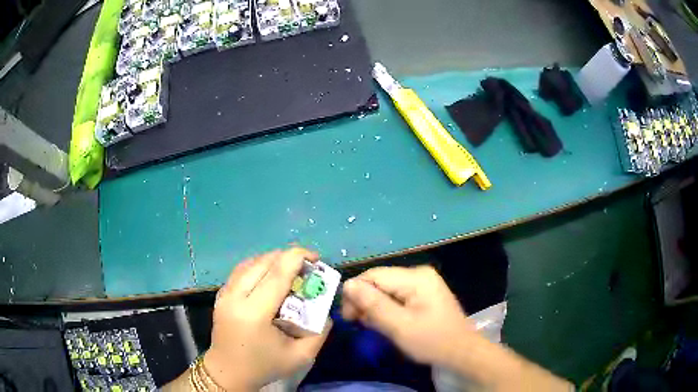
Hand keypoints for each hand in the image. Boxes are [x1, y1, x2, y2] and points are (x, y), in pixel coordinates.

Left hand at [203, 248, 330, 390]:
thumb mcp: (301, 357)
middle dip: (288, 257)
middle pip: (263, 262)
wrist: (228, 372)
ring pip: (250, 263)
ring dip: (273, 260)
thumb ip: (320, 332)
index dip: (297, 258)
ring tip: (290, 268)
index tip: (316, 257)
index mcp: (254, 313)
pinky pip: (241, 270)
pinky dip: (258, 266)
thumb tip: (325, 310)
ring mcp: (224, 294)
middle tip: (306, 266)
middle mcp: (235, 297)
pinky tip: (269, 275)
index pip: (277, 274)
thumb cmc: (264, 366)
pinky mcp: (221, 294)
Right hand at [341, 265, 475, 366]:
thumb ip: (373, 305)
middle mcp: (419, 274)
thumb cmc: (432, 341)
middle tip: (358, 323)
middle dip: (365, 301)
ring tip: (373, 326)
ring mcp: (423, 283)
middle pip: (379, 281)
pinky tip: (385, 323)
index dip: (355, 293)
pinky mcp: (423, 294)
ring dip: (375, 307)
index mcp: (416, 277)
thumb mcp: (399, 326)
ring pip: (386, 290)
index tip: (348, 316)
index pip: (373, 275)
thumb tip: (347, 284)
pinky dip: (386, 309)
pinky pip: (396, 296)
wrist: (461, 352)